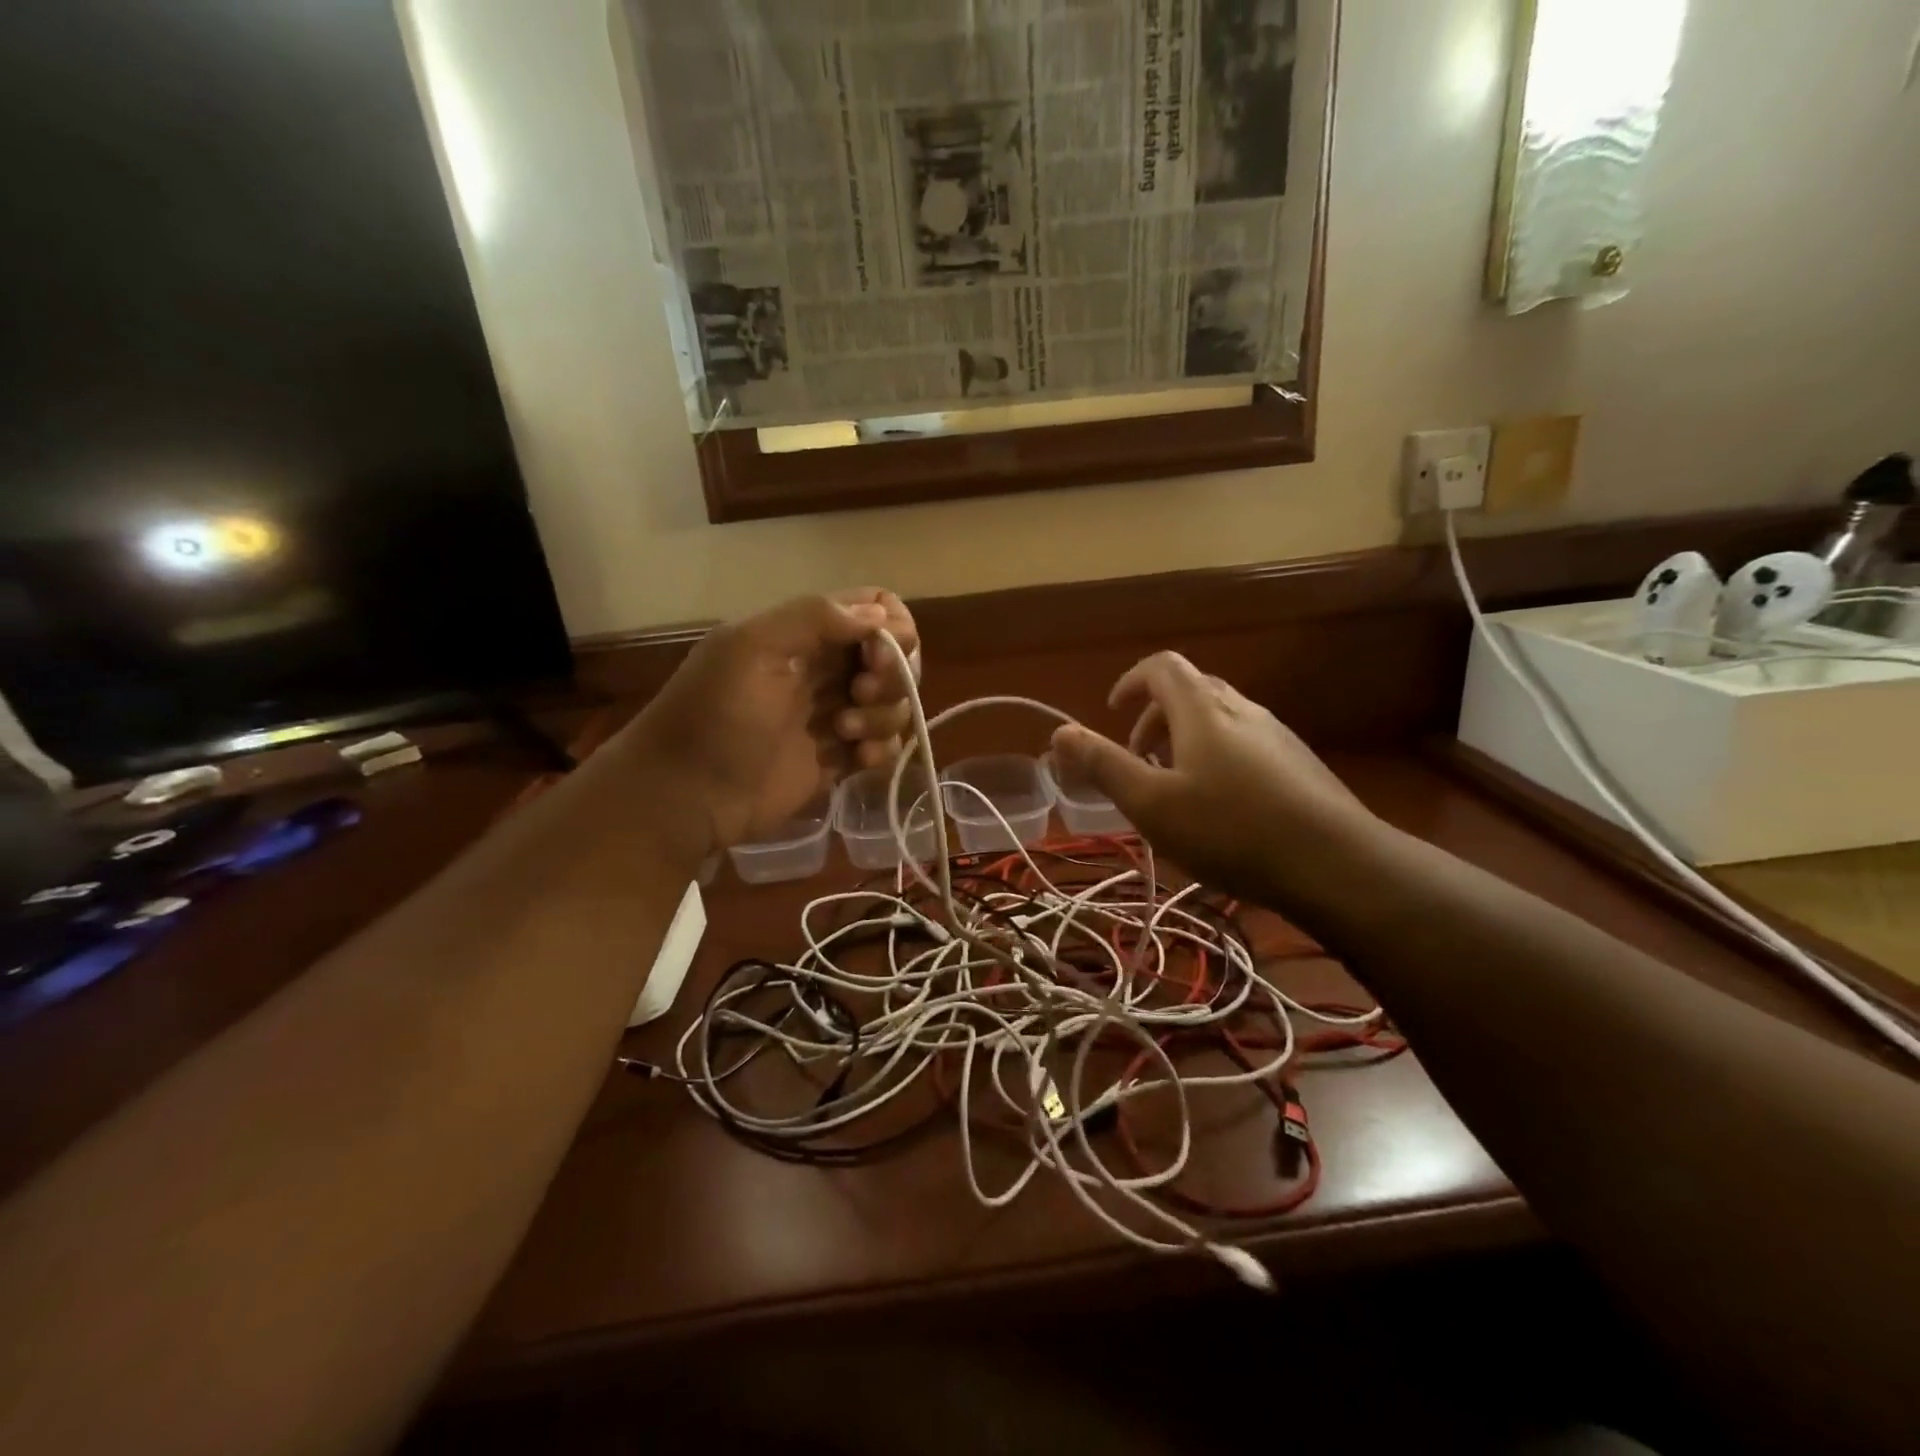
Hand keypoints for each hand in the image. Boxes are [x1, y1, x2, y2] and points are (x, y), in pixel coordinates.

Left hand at [622, 589, 918, 852]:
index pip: (874, 608)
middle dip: (892, 675)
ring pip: (894, 703)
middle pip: (895, 657)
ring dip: (882, 716)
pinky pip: (885, 745)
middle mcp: (827, 669)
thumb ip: (813, 618)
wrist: (687, 794)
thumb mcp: (751, 648)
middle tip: (858, 694)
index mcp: (806, 633)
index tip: (879, 654)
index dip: (892, 627)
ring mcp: (836, 715)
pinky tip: (858, 760)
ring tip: (843, 733)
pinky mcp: (840, 759)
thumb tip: (879, 614)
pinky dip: (882, 750)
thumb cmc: (715, 714)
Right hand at [1048, 652, 1381, 909]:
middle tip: (1137, 759)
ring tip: (1173, 789)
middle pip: (1190, 691)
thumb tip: (1060, 732)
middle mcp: (1242, 709)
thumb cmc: (1231, 830)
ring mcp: (1277, 735)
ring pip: (1219, 720)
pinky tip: (1219, 811)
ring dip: (1184, 741)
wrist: (1337, 866)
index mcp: (1202, 709)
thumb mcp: (1152, 804)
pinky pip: (1244, 744)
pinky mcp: (1298, 765)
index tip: (1111, 712)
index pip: (1162, 667)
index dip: (1131, 681)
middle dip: (1154, 718)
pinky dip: (1215, 759)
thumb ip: (1104, 765)